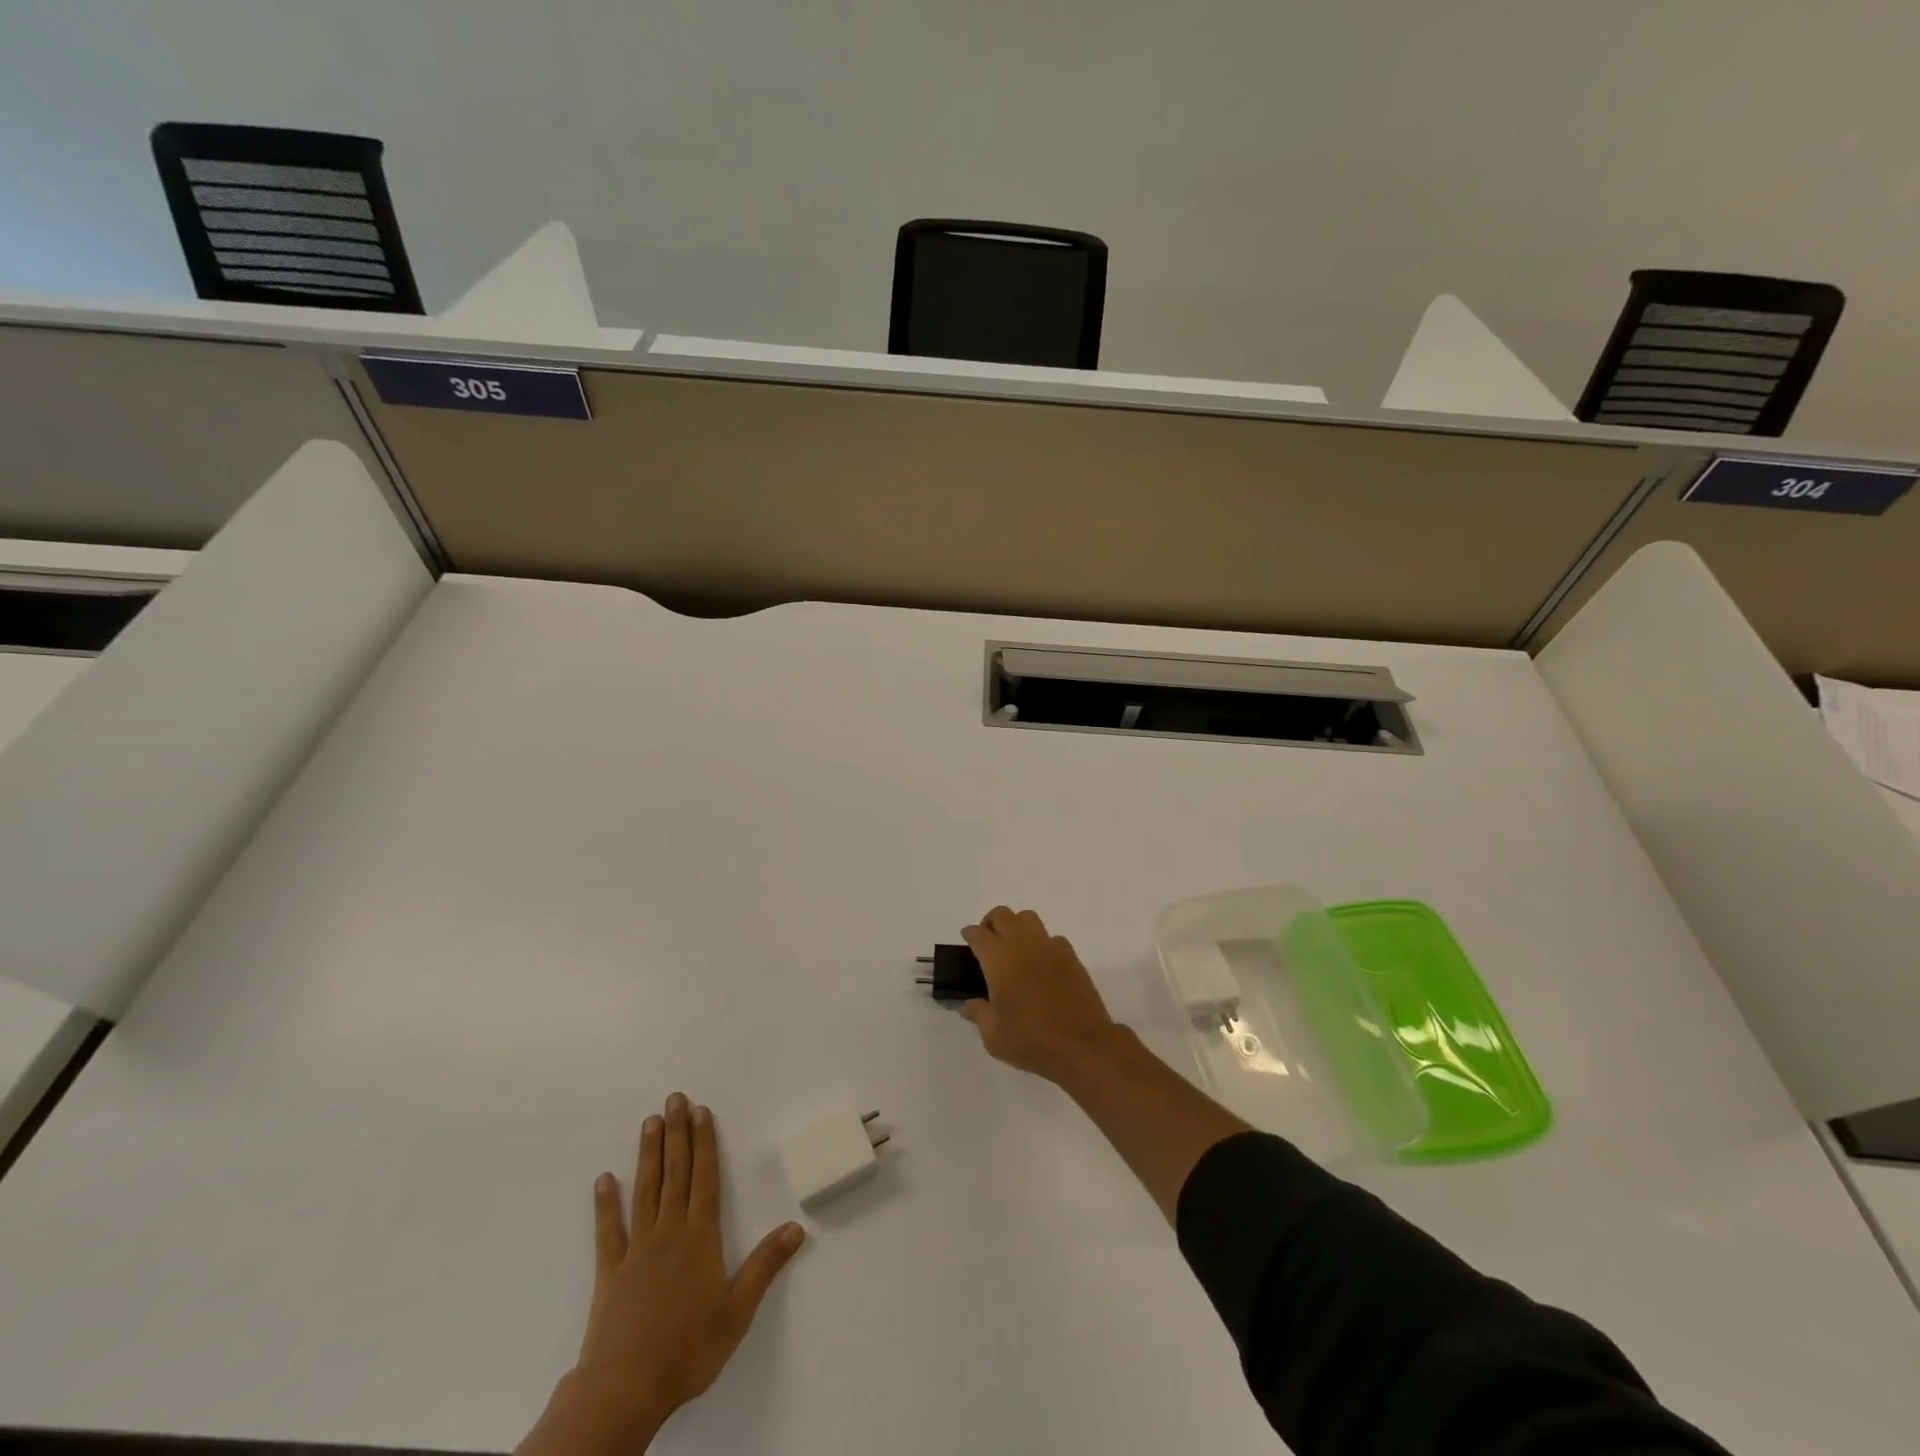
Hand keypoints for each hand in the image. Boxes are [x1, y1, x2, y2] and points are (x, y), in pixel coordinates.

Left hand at [520, 1094, 804, 1454]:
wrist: (624, 1390)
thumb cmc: (687, 1349)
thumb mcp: (738, 1311)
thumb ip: (765, 1266)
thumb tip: (796, 1228)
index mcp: (699, 1238)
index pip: (705, 1178)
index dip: (705, 1142)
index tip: (702, 1111)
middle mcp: (668, 1232)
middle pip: (675, 1173)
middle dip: (677, 1133)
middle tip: (675, 1099)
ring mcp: (636, 1250)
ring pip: (645, 1190)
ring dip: (649, 1155)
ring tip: (650, 1121)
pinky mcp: (610, 1273)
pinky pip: (608, 1231)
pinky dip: (606, 1204)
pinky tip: (604, 1180)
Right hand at [960, 907, 1121, 1084]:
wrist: (1083, 1045)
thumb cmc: (1032, 1041)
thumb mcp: (994, 1037)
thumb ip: (979, 1014)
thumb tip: (968, 1005)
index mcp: (1000, 960)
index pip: (979, 934)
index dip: (969, 934)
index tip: (966, 939)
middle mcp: (1023, 945)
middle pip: (1002, 915)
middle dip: (990, 923)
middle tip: (987, 941)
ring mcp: (1050, 947)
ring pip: (1028, 918)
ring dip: (1015, 925)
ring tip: (1013, 948)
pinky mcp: (1071, 956)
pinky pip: (1051, 937)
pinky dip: (1040, 943)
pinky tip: (1040, 964)